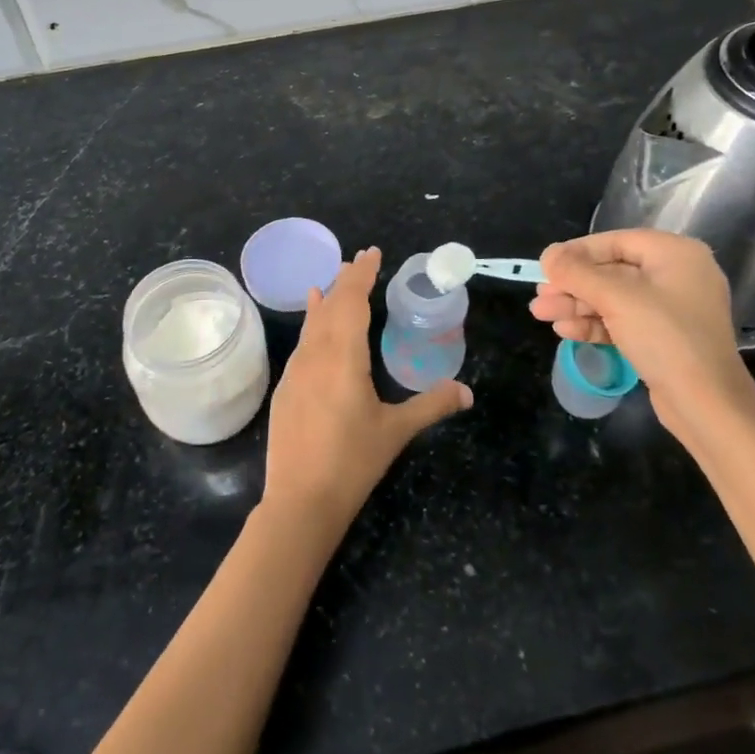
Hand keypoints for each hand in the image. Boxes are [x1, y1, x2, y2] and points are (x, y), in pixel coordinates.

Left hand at [262, 247, 471, 538]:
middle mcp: (316, 354)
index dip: (363, 275)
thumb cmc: (352, 462)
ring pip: (312, 324)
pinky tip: (312, 326)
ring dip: (326, 300)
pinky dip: (312, 325)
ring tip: (332, 282)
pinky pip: (302, 343)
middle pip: (331, 306)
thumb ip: (431, 406)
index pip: (353, 302)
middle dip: (346, 280)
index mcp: (344, 357)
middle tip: (360, 260)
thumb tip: (467, 391)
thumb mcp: (396, 431)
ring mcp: (296, 371)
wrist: (300, 500)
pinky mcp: (286, 388)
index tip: (372, 253)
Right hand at [531, 230, 754, 448]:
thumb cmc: (665, 338)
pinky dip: (595, 323)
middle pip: (611, 271)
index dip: (576, 252)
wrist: (707, 406)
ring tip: (541, 314)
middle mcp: (676, 275)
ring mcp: (671, 309)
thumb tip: (548, 255)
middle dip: (572, 285)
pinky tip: (565, 330)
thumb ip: (577, 272)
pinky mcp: (663, 338)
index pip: (615, 242)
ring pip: (613, 298)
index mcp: (675, 254)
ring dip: (576, 305)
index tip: (545, 266)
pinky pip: (623, 321)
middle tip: (539, 296)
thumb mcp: (616, 298)